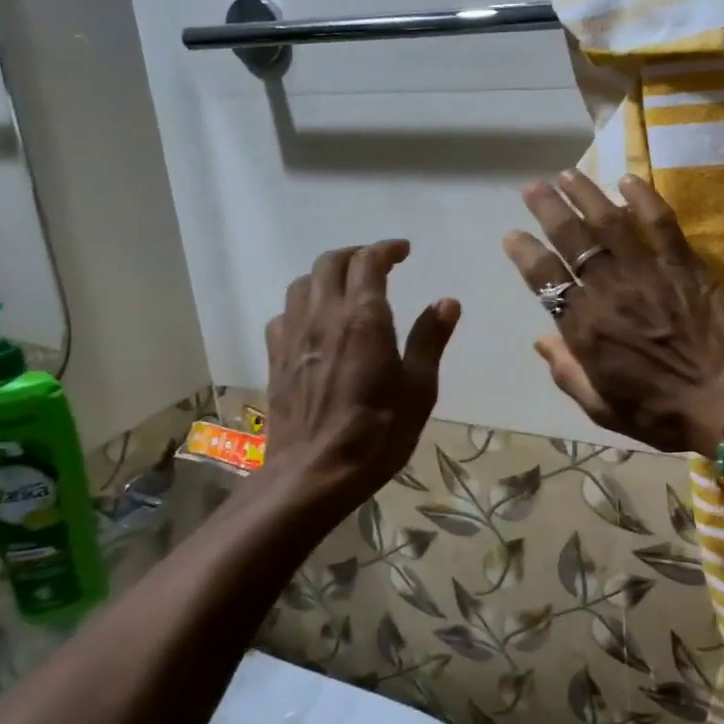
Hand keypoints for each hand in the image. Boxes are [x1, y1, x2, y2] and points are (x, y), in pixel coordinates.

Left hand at [264, 240, 459, 515]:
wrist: (312, 475)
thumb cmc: (377, 433)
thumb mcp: (419, 389)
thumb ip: (430, 340)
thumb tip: (447, 301)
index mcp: (363, 318)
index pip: (369, 261)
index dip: (386, 248)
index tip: (404, 250)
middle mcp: (324, 317)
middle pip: (330, 263)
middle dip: (355, 254)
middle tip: (378, 262)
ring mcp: (294, 337)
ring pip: (302, 284)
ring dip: (326, 275)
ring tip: (347, 287)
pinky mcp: (276, 359)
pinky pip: (284, 315)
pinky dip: (303, 305)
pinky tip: (316, 323)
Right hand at [503, 171, 723, 455]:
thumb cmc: (662, 412)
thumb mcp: (603, 408)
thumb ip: (567, 372)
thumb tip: (542, 340)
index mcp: (585, 328)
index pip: (545, 279)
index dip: (525, 253)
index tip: (512, 235)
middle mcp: (610, 291)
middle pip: (572, 239)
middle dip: (548, 209)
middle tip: (534, 188)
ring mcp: (648, 272)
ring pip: (609, 222)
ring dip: (586, 195)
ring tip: (568, 175)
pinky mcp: (685, 264)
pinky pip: (661, 223)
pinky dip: (643, 198)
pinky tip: (628, 180)